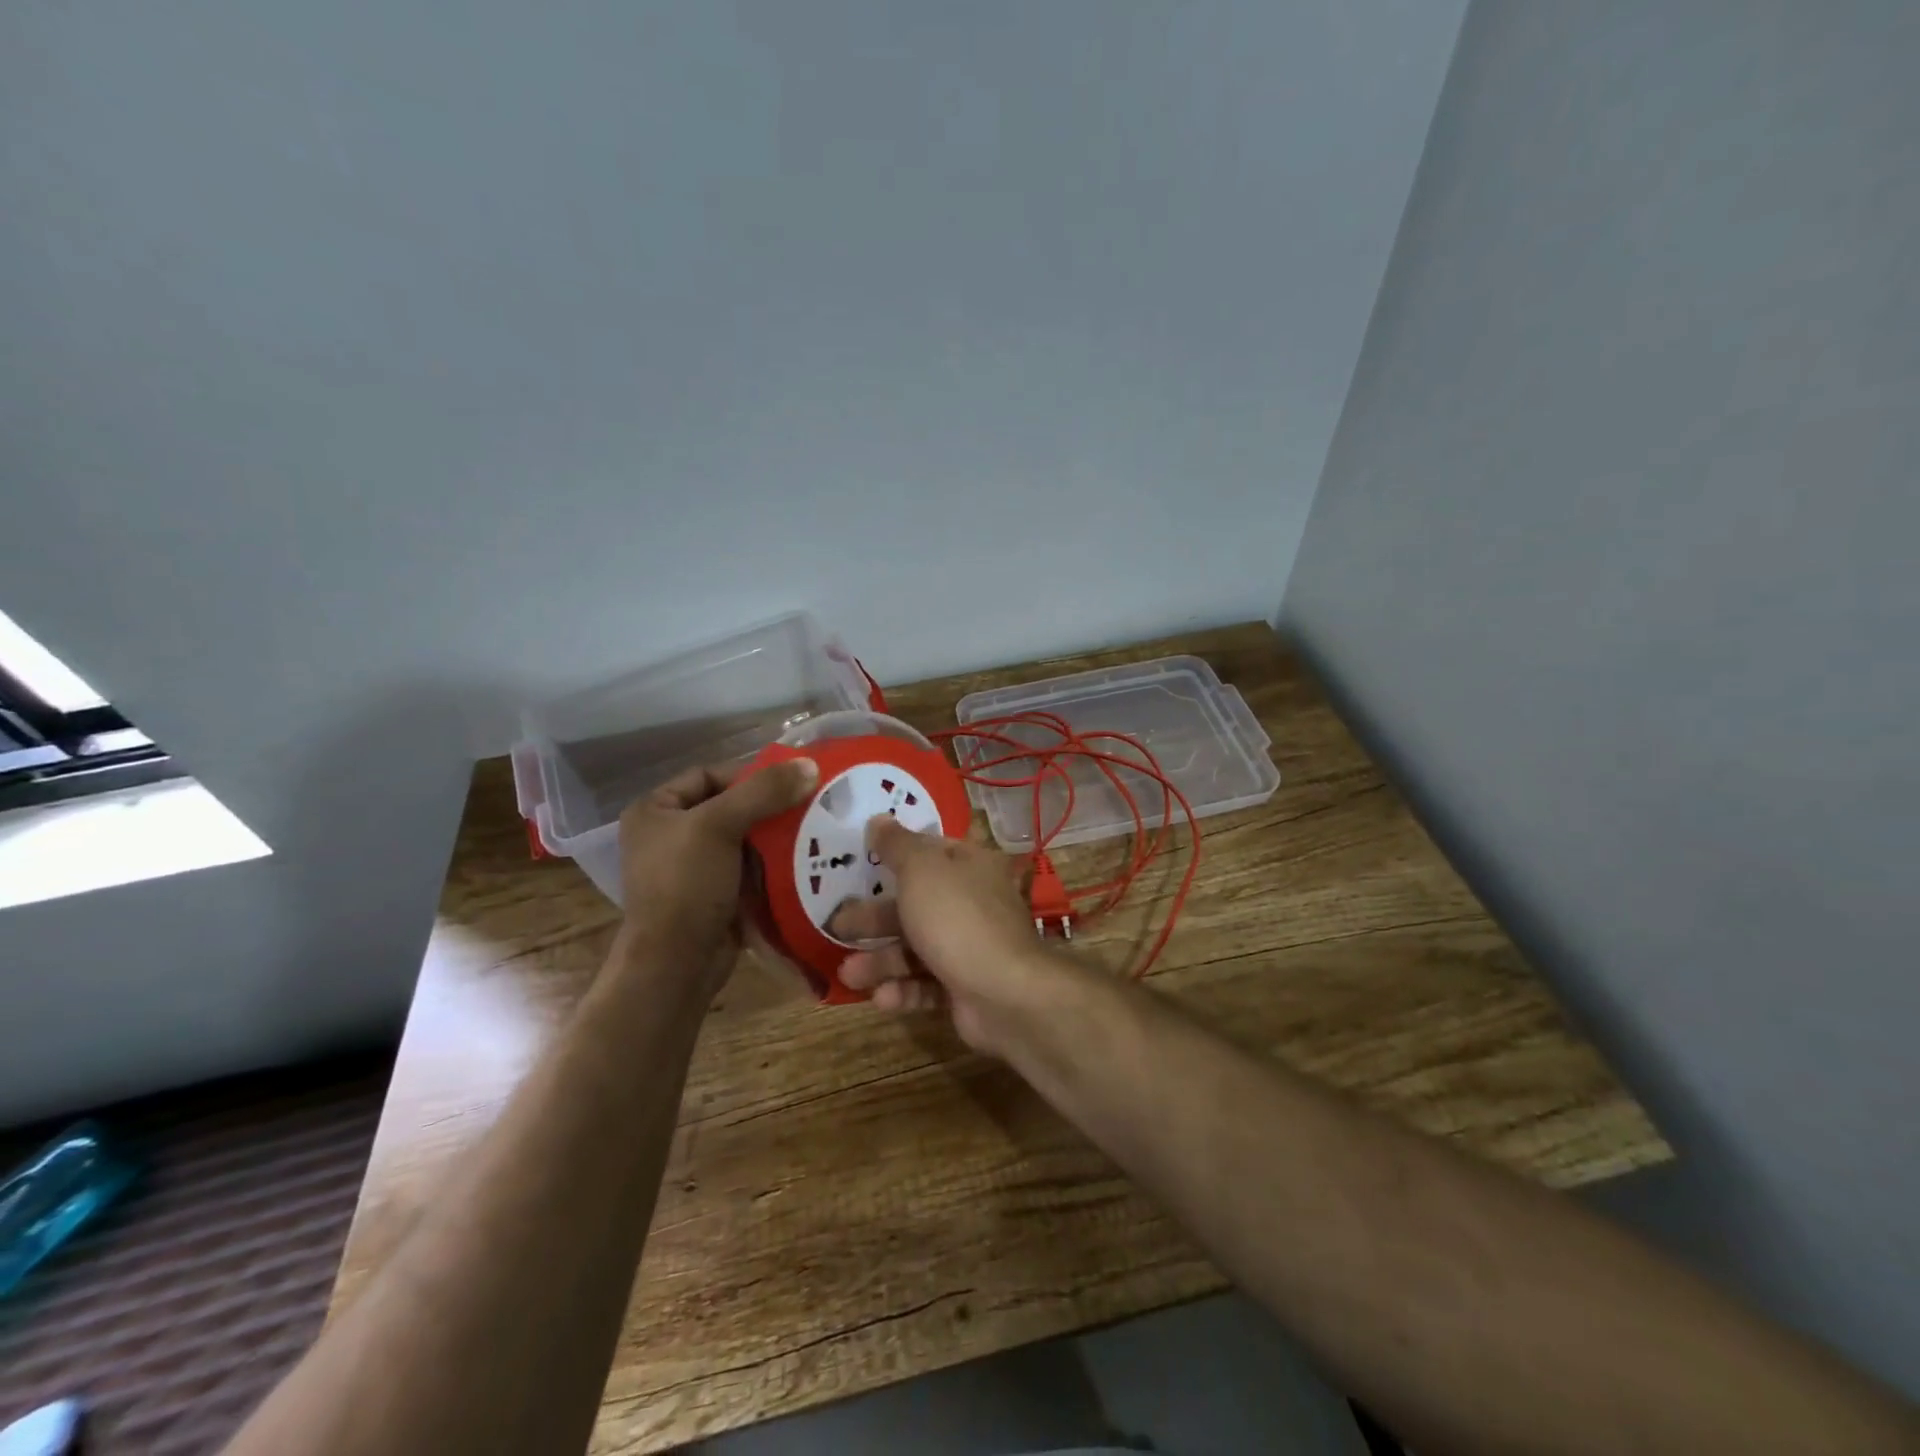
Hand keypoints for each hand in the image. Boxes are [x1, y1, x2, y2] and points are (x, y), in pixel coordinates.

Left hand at [616, 757, 818, 992]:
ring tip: (814, 832)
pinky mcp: (714, 896)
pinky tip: (804, 861)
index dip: (748, 776)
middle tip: (809, 806)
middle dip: (769, 808)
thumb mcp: (719, 826)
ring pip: (744, 839)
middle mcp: (669, 835)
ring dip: (776, 838)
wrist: (676, 964)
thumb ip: (763, 792)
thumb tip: (810, 765)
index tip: (788, 785)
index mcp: (654, 811)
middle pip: (730, 807)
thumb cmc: (685, 885)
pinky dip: (774, 865)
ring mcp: (693, 869)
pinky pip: (750, 869)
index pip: (709, 776)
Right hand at [830, 816, 1066, 1054]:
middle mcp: (975, 902)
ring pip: (918, 948)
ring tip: (848, 974)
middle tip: (837, 924)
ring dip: (881, 960)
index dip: (898, 854)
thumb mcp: (920, 870)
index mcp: (972, 865)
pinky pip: (929, 984)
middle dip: (875, 917)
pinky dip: (904, 989)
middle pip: (917, 904)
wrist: (1004, 993)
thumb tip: (879, 818)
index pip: (932, 851)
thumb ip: (896, 845)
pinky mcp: (967, 988)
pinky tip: (881, 998)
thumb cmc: (957, 918)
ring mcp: (972, 947)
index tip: (861, 861)